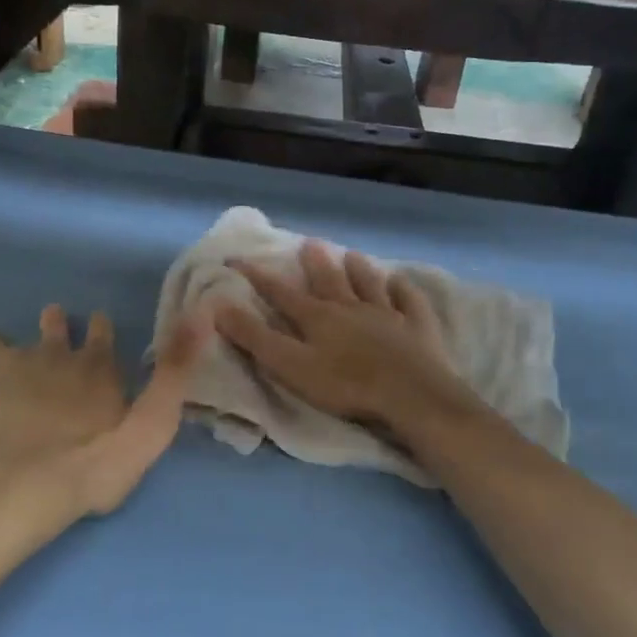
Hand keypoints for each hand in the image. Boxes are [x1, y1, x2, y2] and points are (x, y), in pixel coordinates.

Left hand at [0, 304, 207, 521]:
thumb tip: (202, 315)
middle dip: (52, 323)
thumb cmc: (98, 460)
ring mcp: (9, 368)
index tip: (96, 321)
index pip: (100, 333)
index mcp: (96, 364)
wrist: (29, 485)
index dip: (99, 327)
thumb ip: (175, 373)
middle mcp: (53, 355)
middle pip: (51, 328)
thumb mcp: (154, 422)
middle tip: (50, 317)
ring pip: (0, 340)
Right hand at [215, 241, 472, 431]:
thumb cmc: (344, 384)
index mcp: (317, 317)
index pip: (280, 292)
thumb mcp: (289, 365)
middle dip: (316, 263)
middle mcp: (350, 308)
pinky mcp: (417, 327)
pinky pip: (409, 301)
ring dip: (359, 269)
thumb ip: (255, 337)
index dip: (257, 276)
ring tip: (352, 255)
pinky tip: (401, 282)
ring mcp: (387, 315)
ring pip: (369, 284)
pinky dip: (403, 289)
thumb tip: (219, 306)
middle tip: (309, 242)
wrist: (409, 394)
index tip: (238, 258)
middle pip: (330, 280)